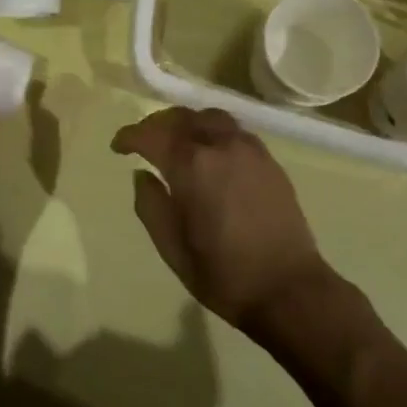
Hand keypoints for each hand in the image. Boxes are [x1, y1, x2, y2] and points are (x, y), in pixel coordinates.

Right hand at [111, 107, 332, 329]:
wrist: (289, 289)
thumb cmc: (224, 274)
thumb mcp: (172, 248)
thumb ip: (150, 206)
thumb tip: (142, 175)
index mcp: (191, 166)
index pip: (152, 135)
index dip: (130, 136)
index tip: (118, 147)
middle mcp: (220, 146)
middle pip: (182, 117)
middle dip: (156, 124)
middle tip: (143, 141)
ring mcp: (249, 149)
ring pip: (210, 117)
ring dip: (187, 122)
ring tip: (176, 141)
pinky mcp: (269, 160)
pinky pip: (234, 131)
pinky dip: (213, 131)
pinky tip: (210, 153)